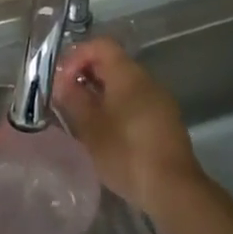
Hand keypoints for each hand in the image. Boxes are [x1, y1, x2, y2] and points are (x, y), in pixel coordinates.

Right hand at [54, 39, 205, 216]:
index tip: (60, 80)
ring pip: (123, 84)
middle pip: (112, 63)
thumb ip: (73, 99)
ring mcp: (159, 101)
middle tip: (64, 98)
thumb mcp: (90, 127)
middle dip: (85, 75)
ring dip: (99, 93)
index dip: (76, 56)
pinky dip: (115, 107)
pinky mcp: (165, 121)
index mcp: (129, 75)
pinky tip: (103, 131)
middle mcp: (147, 81)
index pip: (101, 45)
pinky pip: (135, 102)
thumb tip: (62, 83)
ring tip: (80, 116)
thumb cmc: (125, 153)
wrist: (171, 187)